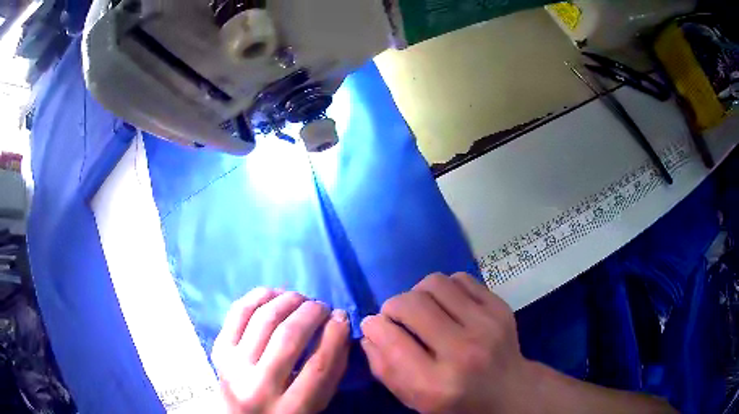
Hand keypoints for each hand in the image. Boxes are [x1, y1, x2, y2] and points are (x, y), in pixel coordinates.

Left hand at [212, 288, 349, 413]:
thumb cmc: (286, 413)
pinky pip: (239, 312)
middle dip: (311, 312)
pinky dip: (260, 296)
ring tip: (301, 299)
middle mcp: (258, 388)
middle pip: (289, 338)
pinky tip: (275, 294)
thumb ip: (332, 370)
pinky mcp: (219, 350)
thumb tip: (338, 323)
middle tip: (322, 307)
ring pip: (264, 319)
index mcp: (291, 410)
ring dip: (288, 300)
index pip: (319, 365)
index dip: (335, 334)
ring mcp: (233, 366)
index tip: (342, 316)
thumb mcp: (316, 404)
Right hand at [360, 273, 534, 413]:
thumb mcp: (413, 398)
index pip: (392, 339)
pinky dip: (445, 288)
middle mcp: (463, 352)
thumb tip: (370, 329)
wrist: (507, 391)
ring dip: (419, 293)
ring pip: (435, 283)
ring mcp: (486, 325)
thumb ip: (384, 367)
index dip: (374, 326)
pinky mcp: (500, 308)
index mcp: (436, 384)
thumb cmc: (455, 401)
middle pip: (412, 304)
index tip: (374, 325)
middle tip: (396, 317)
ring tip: (423, 309)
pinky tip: (447, 305)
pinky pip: (461, 279)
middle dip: (393, 306)